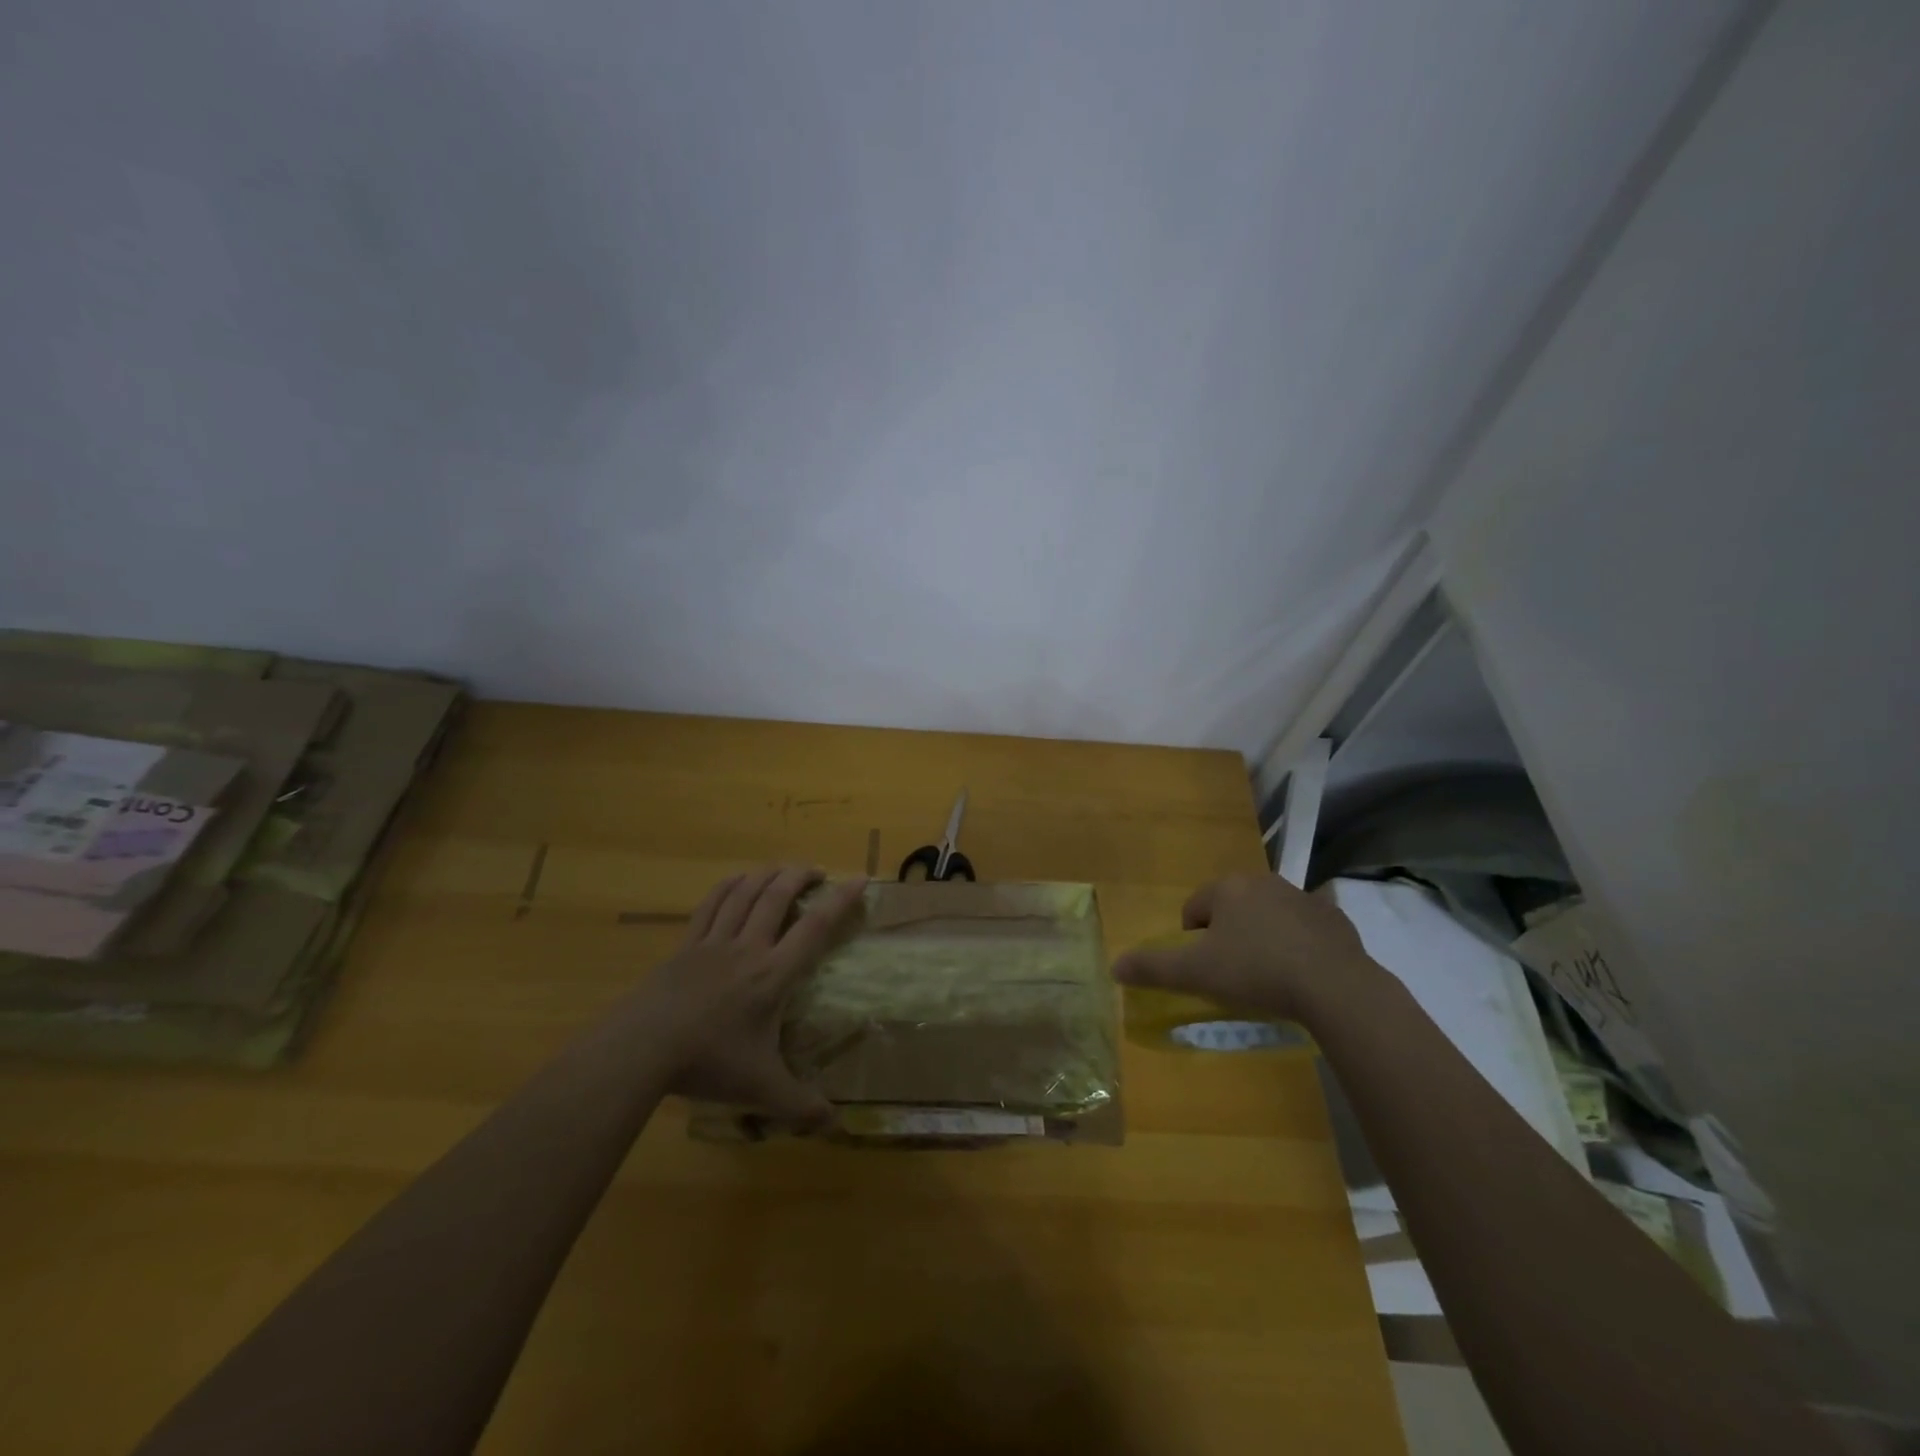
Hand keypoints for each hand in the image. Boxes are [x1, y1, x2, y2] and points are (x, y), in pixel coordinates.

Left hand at [639, 865, 865, 1120]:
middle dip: (800, 876)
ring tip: (781, 870)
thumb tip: (836, 1124)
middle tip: (816, 871)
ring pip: (745, 893)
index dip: (840, 900)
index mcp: (773, 974)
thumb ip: (800, 1104)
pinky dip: (728, 886)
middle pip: (778, 896)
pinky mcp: (686, 945)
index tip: (859, 879)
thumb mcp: (761, 1088)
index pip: (815, 927)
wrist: (643, 1047)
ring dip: (766, 875)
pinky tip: (736, 879)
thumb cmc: (708, 1061)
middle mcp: (749, 947)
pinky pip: (710, 905)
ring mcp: (714, 942)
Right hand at [1111, 873, 1380, 1023]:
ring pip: (1268, 916)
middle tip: (1233, 974)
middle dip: (1228, 936)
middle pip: (1232, 909)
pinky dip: (1298, 946)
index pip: (1194, 908)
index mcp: (1228, 888)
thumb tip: (1114, 966)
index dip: (1192, 940)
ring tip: (1268, 978)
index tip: (1204, 970)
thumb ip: (1152, 967)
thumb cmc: (1256, 972)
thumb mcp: (1195, 973)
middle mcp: (1264, 882)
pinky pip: (1305, 930)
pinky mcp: (1335, 919)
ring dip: (1263, 938)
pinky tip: (1302, 975)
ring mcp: (1303, 897)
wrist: (1335, 987)